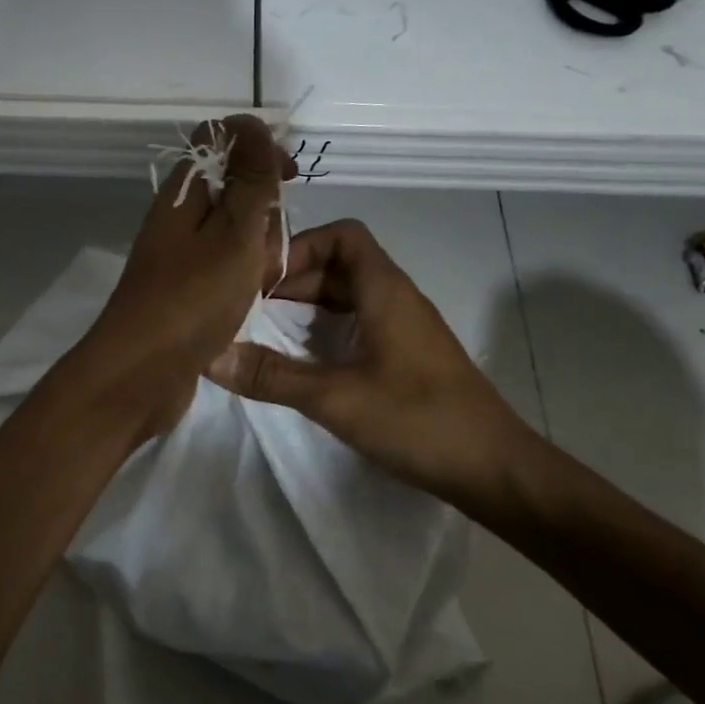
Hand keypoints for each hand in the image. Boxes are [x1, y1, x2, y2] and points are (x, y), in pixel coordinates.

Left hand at [73, 115, 294, 440]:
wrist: (141, 373)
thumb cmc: (192, 299)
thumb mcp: (234, 233)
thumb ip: (249, 180)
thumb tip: (252, 123)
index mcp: (182, 192)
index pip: (220, 141)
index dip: (259, 148)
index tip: (290, 178)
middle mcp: (177, 217)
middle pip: (233, 189)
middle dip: (264, 211)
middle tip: (266, 247)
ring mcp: (179, 255)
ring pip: (234, 232)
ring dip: (257, 249)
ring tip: (259, 281)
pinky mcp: (184, 289)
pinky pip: (225, 266)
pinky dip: (243, 277)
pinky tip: (251, 299)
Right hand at [206, 218, 534, 505]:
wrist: (494, 469)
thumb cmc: (419, 420)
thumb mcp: (336, 398)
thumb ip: (272, 377)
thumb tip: (210, 356)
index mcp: (385, 290)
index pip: (342, 235)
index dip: (299, 246)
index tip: (261, 278)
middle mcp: (396, 299)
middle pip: (339, 265)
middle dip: (292, 281)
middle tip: (248, 309)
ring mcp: (405, 329)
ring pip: (349, 297)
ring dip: (307, 308)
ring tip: (265, 333)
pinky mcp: (407, 358)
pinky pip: (359, 326)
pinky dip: (326, 332)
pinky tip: (303, 363)